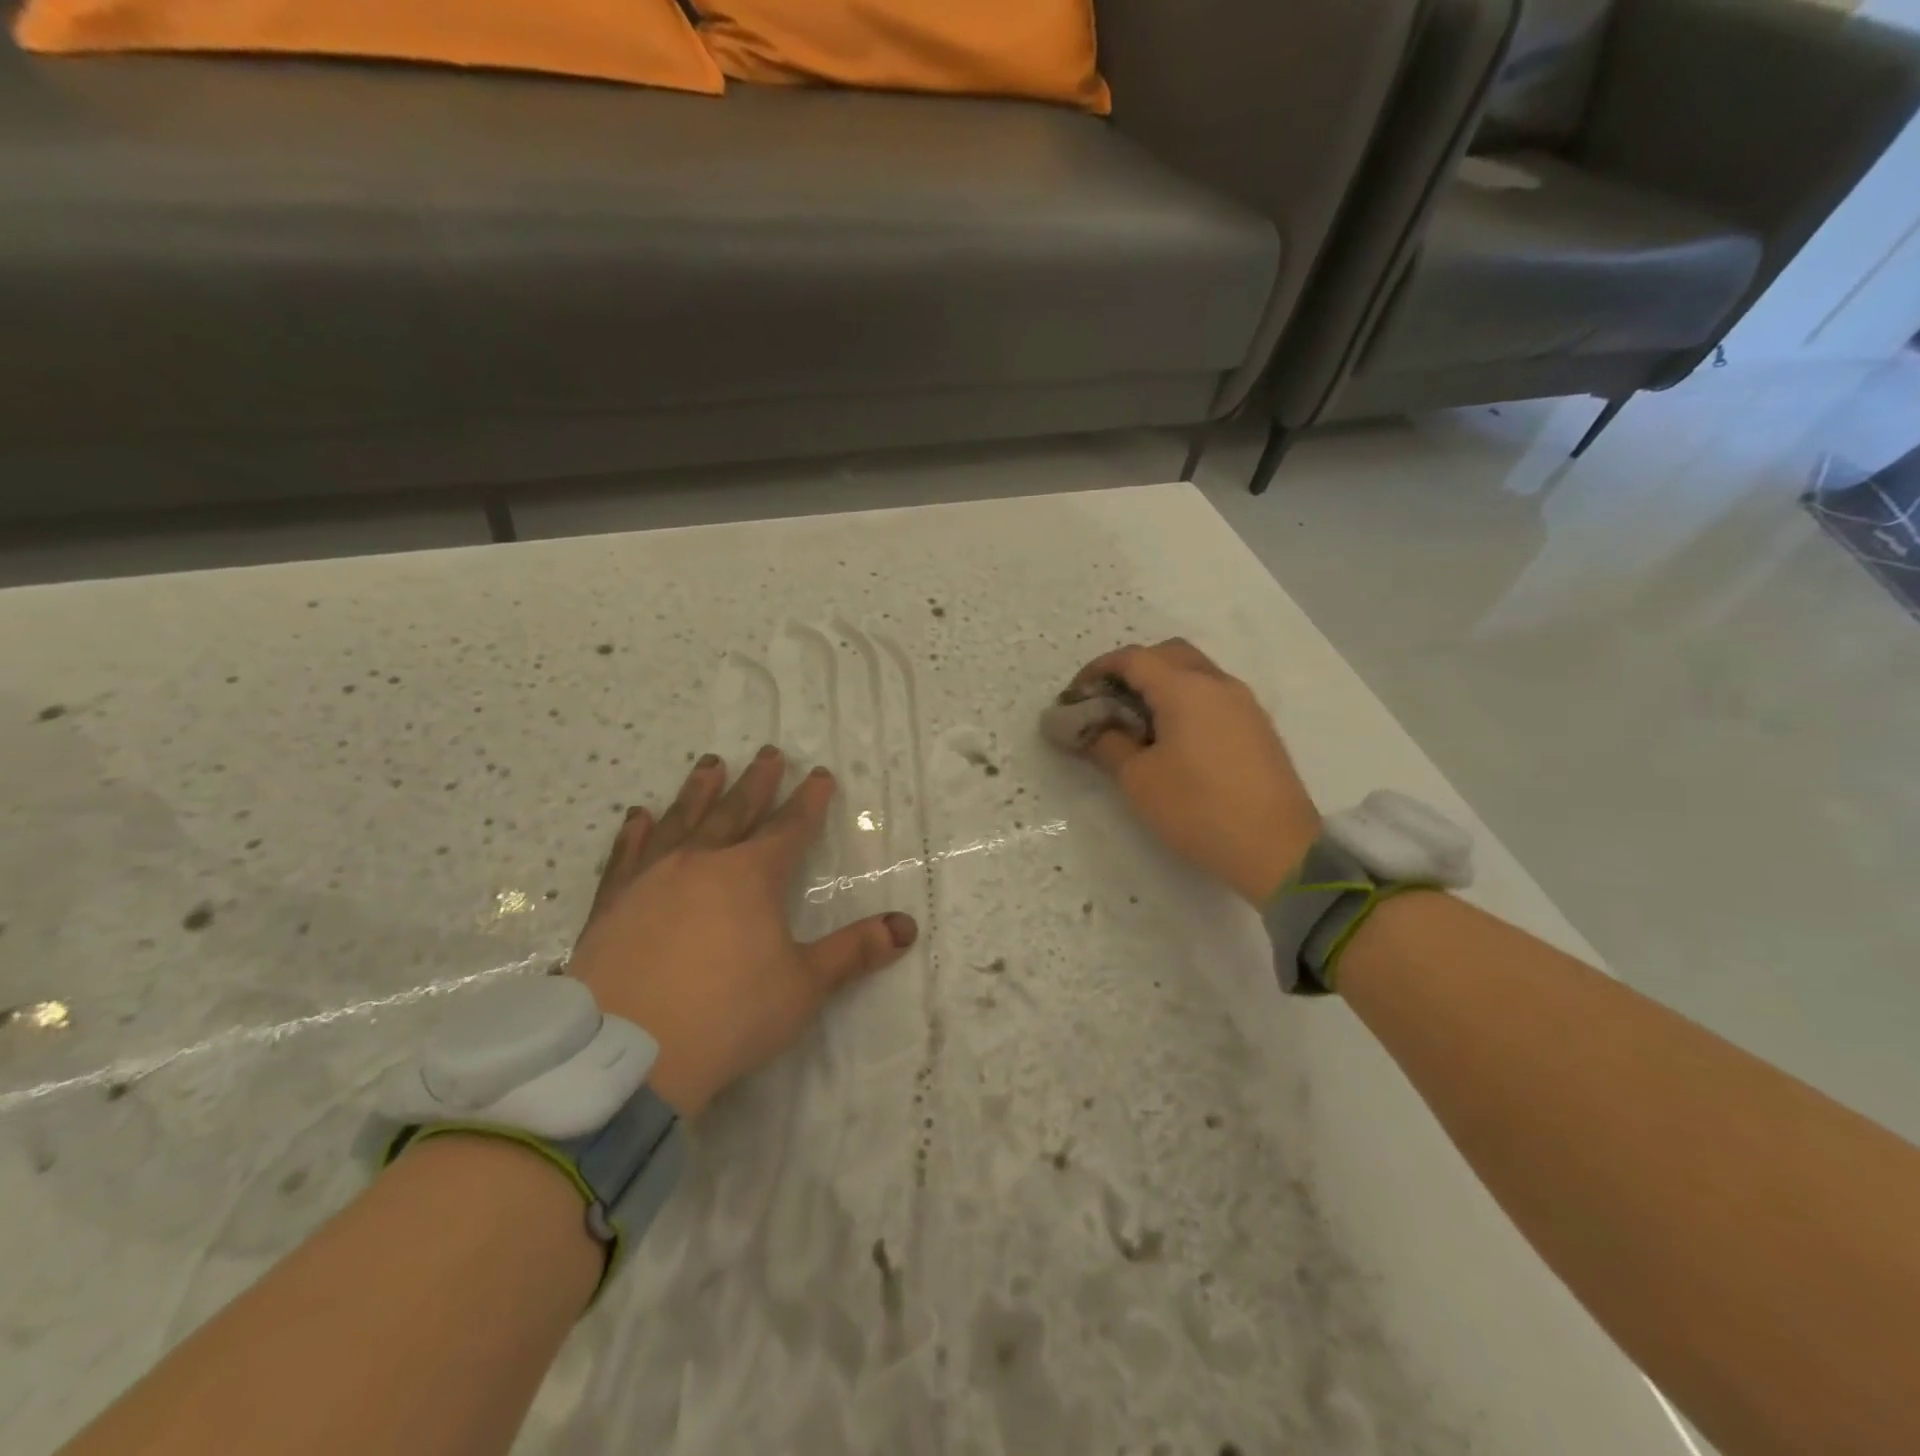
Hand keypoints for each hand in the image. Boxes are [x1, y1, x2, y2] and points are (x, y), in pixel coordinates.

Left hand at [566, 748, 917, 1116]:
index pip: (789, 827)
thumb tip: (907, 927)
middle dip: (757, 782)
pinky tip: (639, 816)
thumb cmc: (729, 1014)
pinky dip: (634, 833)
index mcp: (751, 876)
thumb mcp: (804, 985)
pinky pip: (626, 857)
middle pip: (735, 811)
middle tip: (768, 752)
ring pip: (681, 822)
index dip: (809, 801)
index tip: (820, 774)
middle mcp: (701, 863)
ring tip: (710, 764)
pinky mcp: (612, 905)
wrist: (627, 1054)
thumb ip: (854, 952)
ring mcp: (651, 880)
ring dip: (698, 791)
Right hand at [1055, 640, 1319, 904]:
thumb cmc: (1198, 809)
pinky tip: (1173, 738)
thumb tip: (1090, 728)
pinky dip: (1185, 700)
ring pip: (1194, 672)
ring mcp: (1244, 703)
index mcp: (1184, 688)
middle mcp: (1217, 683)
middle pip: (1167, 654)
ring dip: (1161, 684)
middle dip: (1131, 669)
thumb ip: (1107, 744)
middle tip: (1108, 702)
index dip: (1097, 671)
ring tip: (1137, 722)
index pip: (1132, 658)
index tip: (1075, 697)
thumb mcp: (1138, 780)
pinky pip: (1213, 695)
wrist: (1277, 849)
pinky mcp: (1257, 726)